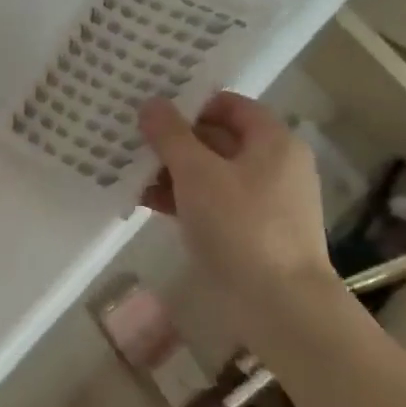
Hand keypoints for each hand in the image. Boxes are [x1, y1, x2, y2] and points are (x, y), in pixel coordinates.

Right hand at [138, 92, 335, 301]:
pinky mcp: (250, 230)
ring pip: (210, 173)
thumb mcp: (197, 173)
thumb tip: (151, 103)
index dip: (189, 103)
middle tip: (130, 139)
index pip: (228, 104)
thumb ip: (171, 135)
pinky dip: (182, 199)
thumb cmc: (240, 226)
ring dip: (171, 171)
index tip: (151, 109)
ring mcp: (263, 200)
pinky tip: (145, 202)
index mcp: (273, 141)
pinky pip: (211, 202)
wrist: (278, 303)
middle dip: (173, 140)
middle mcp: (273, 164)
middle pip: (216, 138)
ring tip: (127, 172)